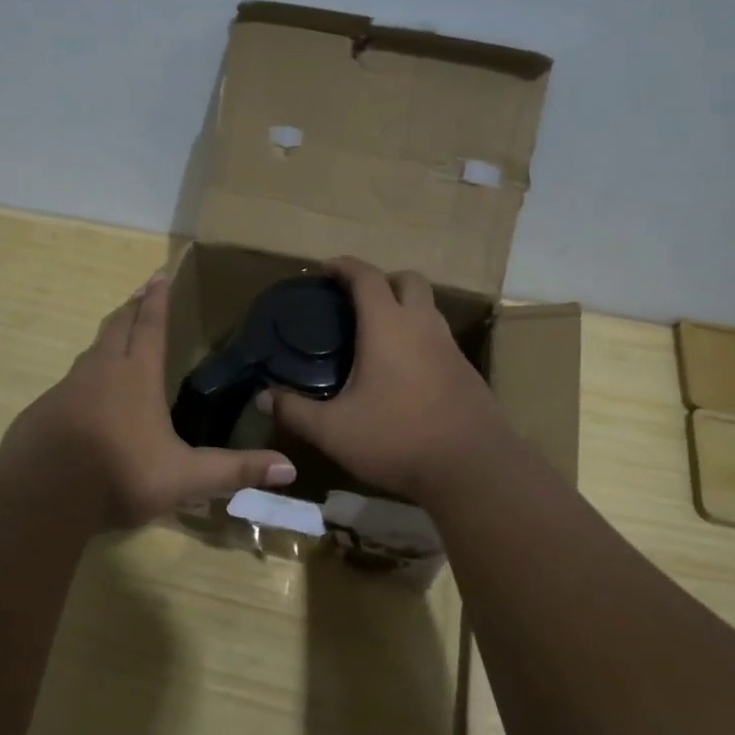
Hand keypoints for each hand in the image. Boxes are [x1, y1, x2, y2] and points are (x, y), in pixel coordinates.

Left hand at [0, 272, 296, 529]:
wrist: (41, 495)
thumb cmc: (119, 475)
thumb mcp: (186, 477)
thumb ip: (235, 471)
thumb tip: (289, 469)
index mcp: (136, 375)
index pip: (149, 325)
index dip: (156, 299)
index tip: (158, 274)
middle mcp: (101, 371)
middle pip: (116, 327)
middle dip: (131, 308)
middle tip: (140, 293)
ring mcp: (67, 389)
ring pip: (91, 351)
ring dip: (108, 337)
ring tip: (117, 337)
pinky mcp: (44, 411)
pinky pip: (71, 382)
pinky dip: (86, 376)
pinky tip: (87, 397)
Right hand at [264, 257, 510, 501]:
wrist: (472, 468)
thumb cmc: (397, 438)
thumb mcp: (334, 430)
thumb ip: (295, 411)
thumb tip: (262, 398)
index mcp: (388, 326)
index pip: (366, 276)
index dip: (344, 266)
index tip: (325, 269)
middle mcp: (422, 325)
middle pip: (407, 280)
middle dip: (381, 280)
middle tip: (355, 301)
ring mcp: (450, 346)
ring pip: (427, 308)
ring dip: (403, 308)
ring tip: (376, 336)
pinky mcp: (465, 370)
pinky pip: (438, 337)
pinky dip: (418, 337)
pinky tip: (403, 371)